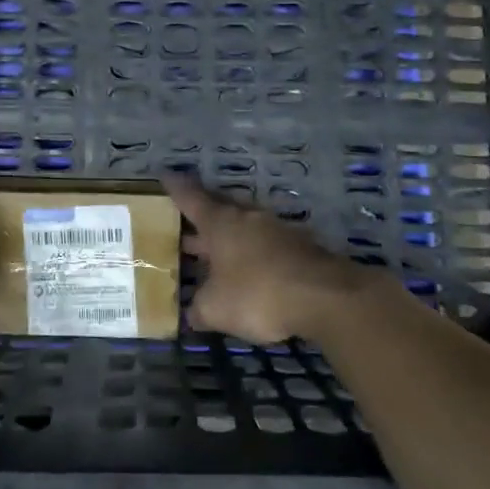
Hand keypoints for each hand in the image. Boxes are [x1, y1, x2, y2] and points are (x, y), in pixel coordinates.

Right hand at [163, 174, 379, 344]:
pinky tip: (250, 270)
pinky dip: (253, 252)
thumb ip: (199, 309)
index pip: (191, 198)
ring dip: (230, 235)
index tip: (164, 175)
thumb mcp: (216, 309)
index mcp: (220, 224)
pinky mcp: (300, 246)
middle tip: (185, 221)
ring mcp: (276, 230)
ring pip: (245, 225)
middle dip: (203, 214)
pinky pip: (267, 243)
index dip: (175, 188)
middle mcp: (247, 218)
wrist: (325, 296)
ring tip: (216, 249)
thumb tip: (191, 313)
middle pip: (220, 208)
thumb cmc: (258, 293)